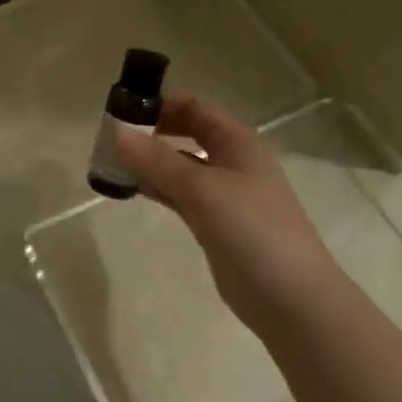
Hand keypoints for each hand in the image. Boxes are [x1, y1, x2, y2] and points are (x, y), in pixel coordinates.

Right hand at [112, 94, 343, 332]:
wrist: (291, 299)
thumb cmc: (253, 231)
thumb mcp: (203, 189)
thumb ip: (158, 161)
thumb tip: (117, 133)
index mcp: (237, 142)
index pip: (194, 106)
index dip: (160, 103)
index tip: (122, 110)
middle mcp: (231, 161)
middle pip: (186, 132)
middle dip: (151, 131)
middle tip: (111, 138)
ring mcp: (223, 194)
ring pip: (179, 165)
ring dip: (149, 161)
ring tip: (111, 163)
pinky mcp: (213, 222)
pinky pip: (179, 194)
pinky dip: (156, 187)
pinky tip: (130, 188)